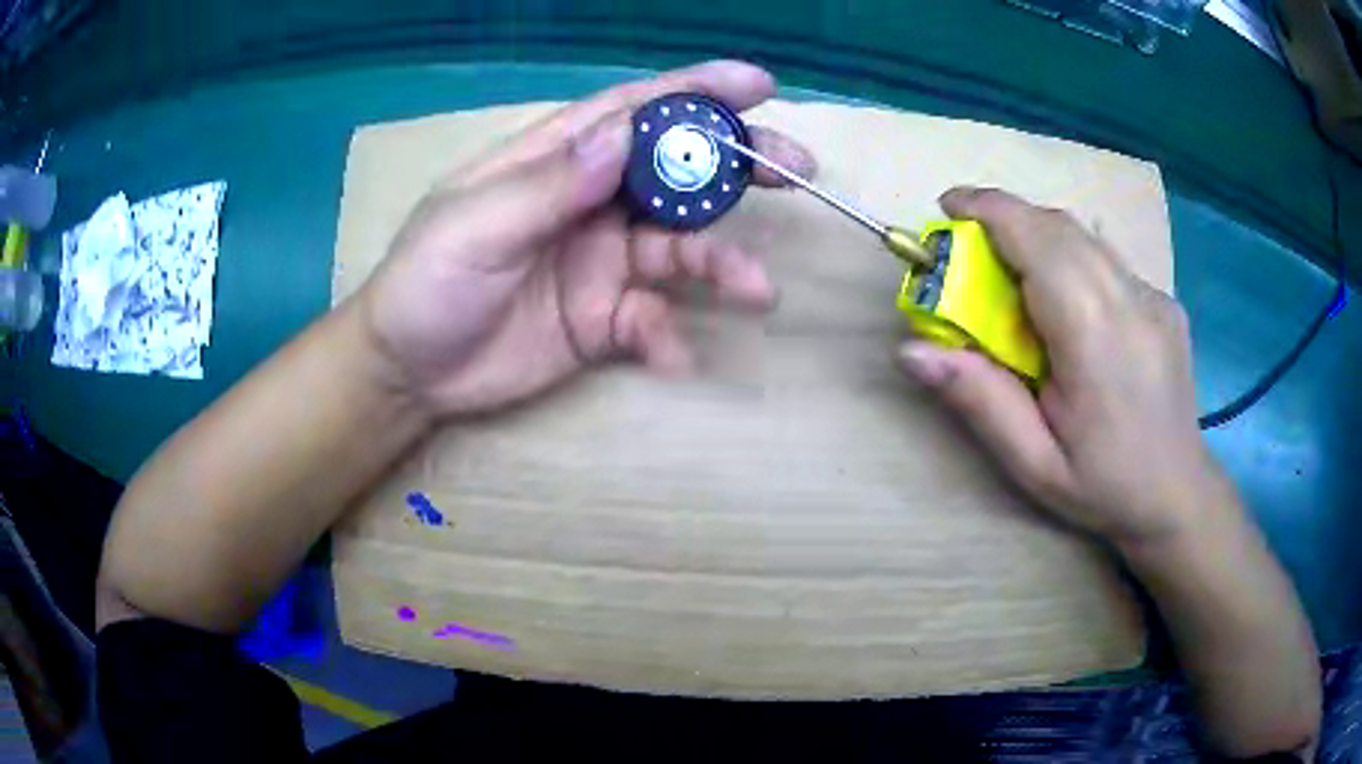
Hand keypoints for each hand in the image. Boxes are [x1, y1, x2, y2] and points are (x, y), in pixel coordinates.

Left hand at [353, 61, 814, 416]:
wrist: (409, 373)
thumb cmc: (425, 284)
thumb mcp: (474, 229)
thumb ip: (549, 187)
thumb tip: (624, 136)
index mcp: (554, 162)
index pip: (633, 112)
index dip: (695, 92)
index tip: (756, 85)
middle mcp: (589, 201)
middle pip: (676, 171)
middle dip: (737, 166)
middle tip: (796, 167)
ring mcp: (600, 260)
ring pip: (678, 250)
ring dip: (721, 265)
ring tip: (759, 290)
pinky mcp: (603, 317)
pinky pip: (651, 319)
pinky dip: (668, 335)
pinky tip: (671, 354)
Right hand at [897, 187, 1218, 548]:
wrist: (1178, 495)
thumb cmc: (1103, 487)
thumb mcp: (1033, 463)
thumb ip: (980, 400)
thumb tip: (911, 351)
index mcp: (1094, 337)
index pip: (1037, 240)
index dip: (988, 210)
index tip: (946, 208)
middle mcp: (1129, 299)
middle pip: (1058, 226)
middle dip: (1005, 219)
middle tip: (970, 250)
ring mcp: (1153, 296)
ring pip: (1084, 235)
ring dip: (1038, 235)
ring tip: (1013, 275)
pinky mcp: (1164, 300)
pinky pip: (1107, 259)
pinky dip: (1072, 259)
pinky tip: (1067, 304)